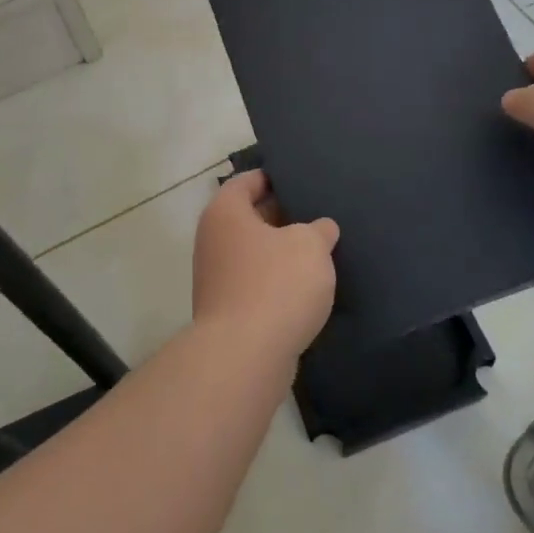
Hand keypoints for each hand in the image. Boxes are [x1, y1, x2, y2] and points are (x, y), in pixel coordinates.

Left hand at [192, 170, 339, 359]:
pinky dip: (276, 282)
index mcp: (225, 213)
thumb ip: (318, 230)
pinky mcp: (227, 311)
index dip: (274, 177)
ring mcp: (216, 278)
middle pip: (249, 217)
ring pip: (254, 253)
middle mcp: (213, 240)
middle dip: (283, 216)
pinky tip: (305, 289)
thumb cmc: (276, 284)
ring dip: (281, 253)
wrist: (245, 356)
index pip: (247, 181)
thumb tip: (320, 229)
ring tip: (319, 251)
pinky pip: (255, 284)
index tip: (302, 179)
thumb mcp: (310, 245)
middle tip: (318, 214)